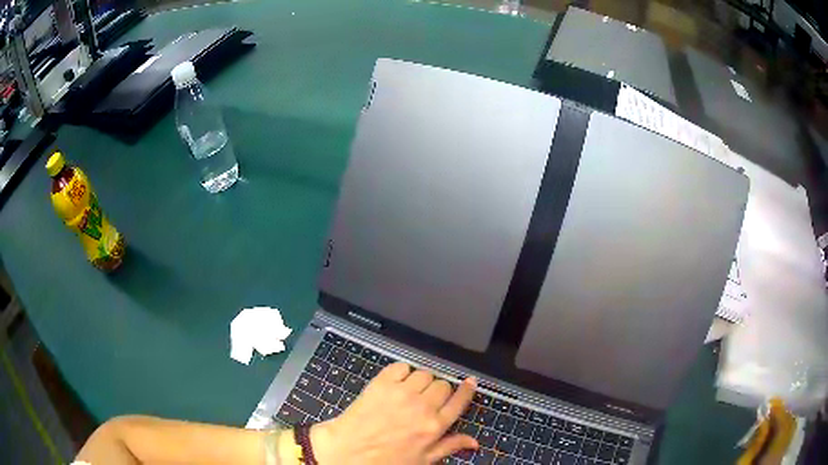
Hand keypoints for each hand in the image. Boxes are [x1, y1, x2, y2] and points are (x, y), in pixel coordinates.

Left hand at [310, 363, 477, 463]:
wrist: (346, 453)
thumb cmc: (385, 461)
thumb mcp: (421, 460)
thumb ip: (449, 447)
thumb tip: (474, 442)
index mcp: (434, 426)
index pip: (459, 401)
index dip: (467, 389)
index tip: (470, 382)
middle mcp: (422, 407)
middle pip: (442, 385)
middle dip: (439, 390)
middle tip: (427, 399)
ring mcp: (401, 393)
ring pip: (423, 374)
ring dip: (420, 381)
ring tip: (410, 392)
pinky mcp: (381, 384)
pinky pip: (400, 367)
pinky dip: (401, 372)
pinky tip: (396, 383)